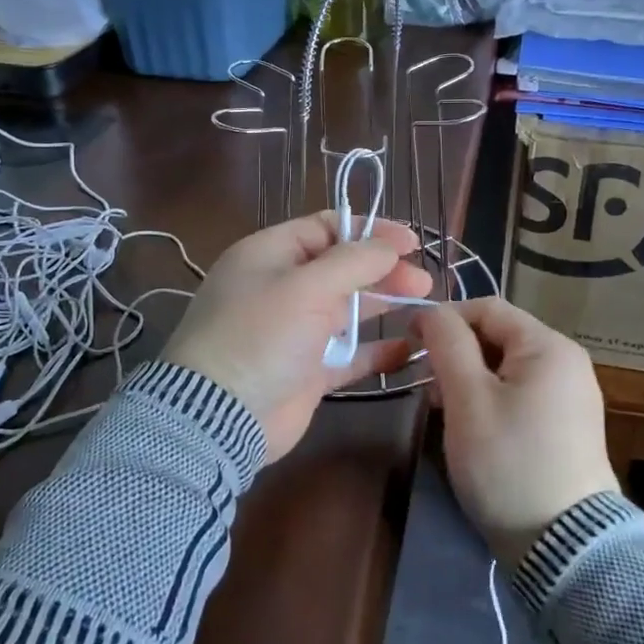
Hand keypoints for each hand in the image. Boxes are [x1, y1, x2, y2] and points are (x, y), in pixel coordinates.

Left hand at [161, 211, 432, 459]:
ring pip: (347, 309)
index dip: (369, 230)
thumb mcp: (306, 287)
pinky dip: (376, 350)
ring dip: (383, 305)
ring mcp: (294, 331)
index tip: (409, 242)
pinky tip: (409, 348)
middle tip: (423, 281)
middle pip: (341, 268)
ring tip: (426, 305)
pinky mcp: (306, 371)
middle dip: (383, 269)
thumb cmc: (260, 336)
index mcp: (270, 254)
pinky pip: (348, 354)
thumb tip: (389, 244)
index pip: (326, 228)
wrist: (218, 416)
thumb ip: (353, 261)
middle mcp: (281, 287)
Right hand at [414, 298, 619, 566]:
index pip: (487, 307)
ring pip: (505, 368)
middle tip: (428, 389)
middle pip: (498, 336)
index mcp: (549, 346)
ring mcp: (571, 396)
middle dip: (456, 354)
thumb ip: (447, 344)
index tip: (410, 343)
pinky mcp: (568, 426)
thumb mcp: (467, 399)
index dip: (444, 318)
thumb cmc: (508, 462)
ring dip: (469, 380)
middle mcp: (567, 362)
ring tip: (445, 413)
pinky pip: (521, 394)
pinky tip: (474, 430)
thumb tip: (431, 312)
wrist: (564, 546)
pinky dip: (491, 400)